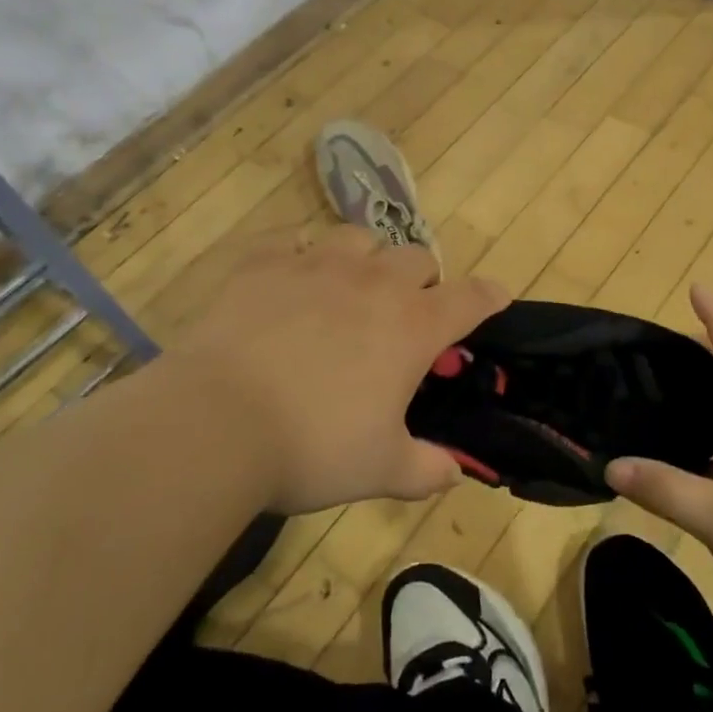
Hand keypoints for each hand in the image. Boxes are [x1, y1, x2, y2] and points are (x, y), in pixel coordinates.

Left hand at [172, 225, 510, 513]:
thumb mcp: (381, 470)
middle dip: (423, 280)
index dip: (489, 296)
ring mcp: (315, 265)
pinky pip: (290, 239)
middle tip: (407, 312)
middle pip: (418, 257)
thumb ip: (426, 470)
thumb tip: (453, 474)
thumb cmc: (312, 447)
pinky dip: (299, 253)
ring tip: (352, 287)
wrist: (215, 424)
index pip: (470, 298)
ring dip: (367, 258)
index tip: (497, 297)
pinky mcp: (262, 265)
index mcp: (412, 326)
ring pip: (359, 238)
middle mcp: (372, 283)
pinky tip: (291, 276)